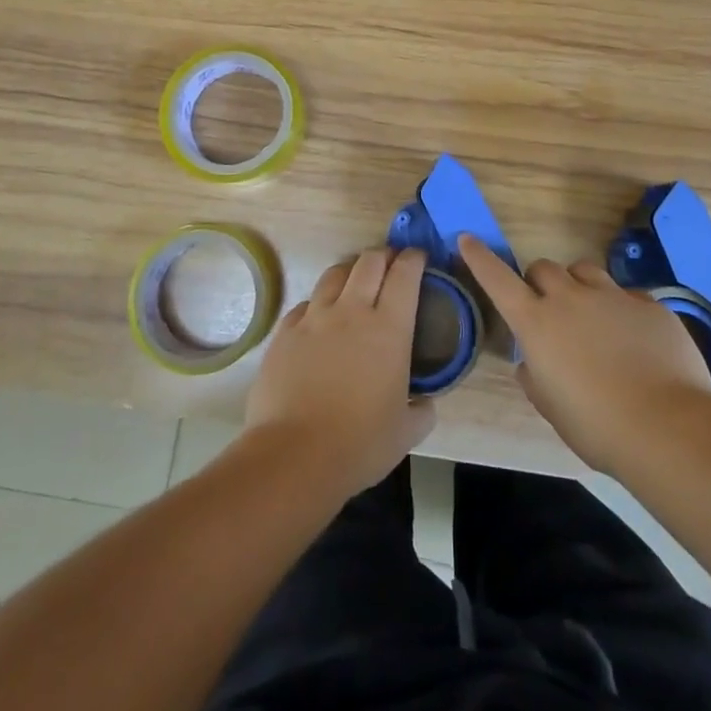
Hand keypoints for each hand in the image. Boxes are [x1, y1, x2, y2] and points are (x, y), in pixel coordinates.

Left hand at [244, 247, 436, 499]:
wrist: (295, 455)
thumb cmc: (360, 443)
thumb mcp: (406, 432)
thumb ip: (422, 410)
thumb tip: (425, 403)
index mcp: (389, 328)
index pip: (405, 274)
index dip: (414, 259)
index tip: (418, 257)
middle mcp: (352, 310)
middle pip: (369, 262)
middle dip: (384, 256)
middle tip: (390, 264)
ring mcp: (314, 317)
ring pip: (334, 274)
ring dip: (350, 271)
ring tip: (355, 282)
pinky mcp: (285, 331)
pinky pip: (305, 304)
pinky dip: (318, 304)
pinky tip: (319, 319)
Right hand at [460, 234, 710, 477]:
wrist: (668, 427)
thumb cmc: (597, 426)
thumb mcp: (552, 408)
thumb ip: (535, 378)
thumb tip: (530, 363)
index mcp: (537, 323)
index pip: (498, 280)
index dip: (480, 258)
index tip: (467, 238)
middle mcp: (570, 299)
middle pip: (544, 268)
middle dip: (539, 282)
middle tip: (549, 309)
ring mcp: (612, 296)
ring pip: (584, 270)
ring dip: (578, 286)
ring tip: (591, 315)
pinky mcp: (649, 304)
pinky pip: (626, 294)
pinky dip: (621, 310)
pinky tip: (635, 340)